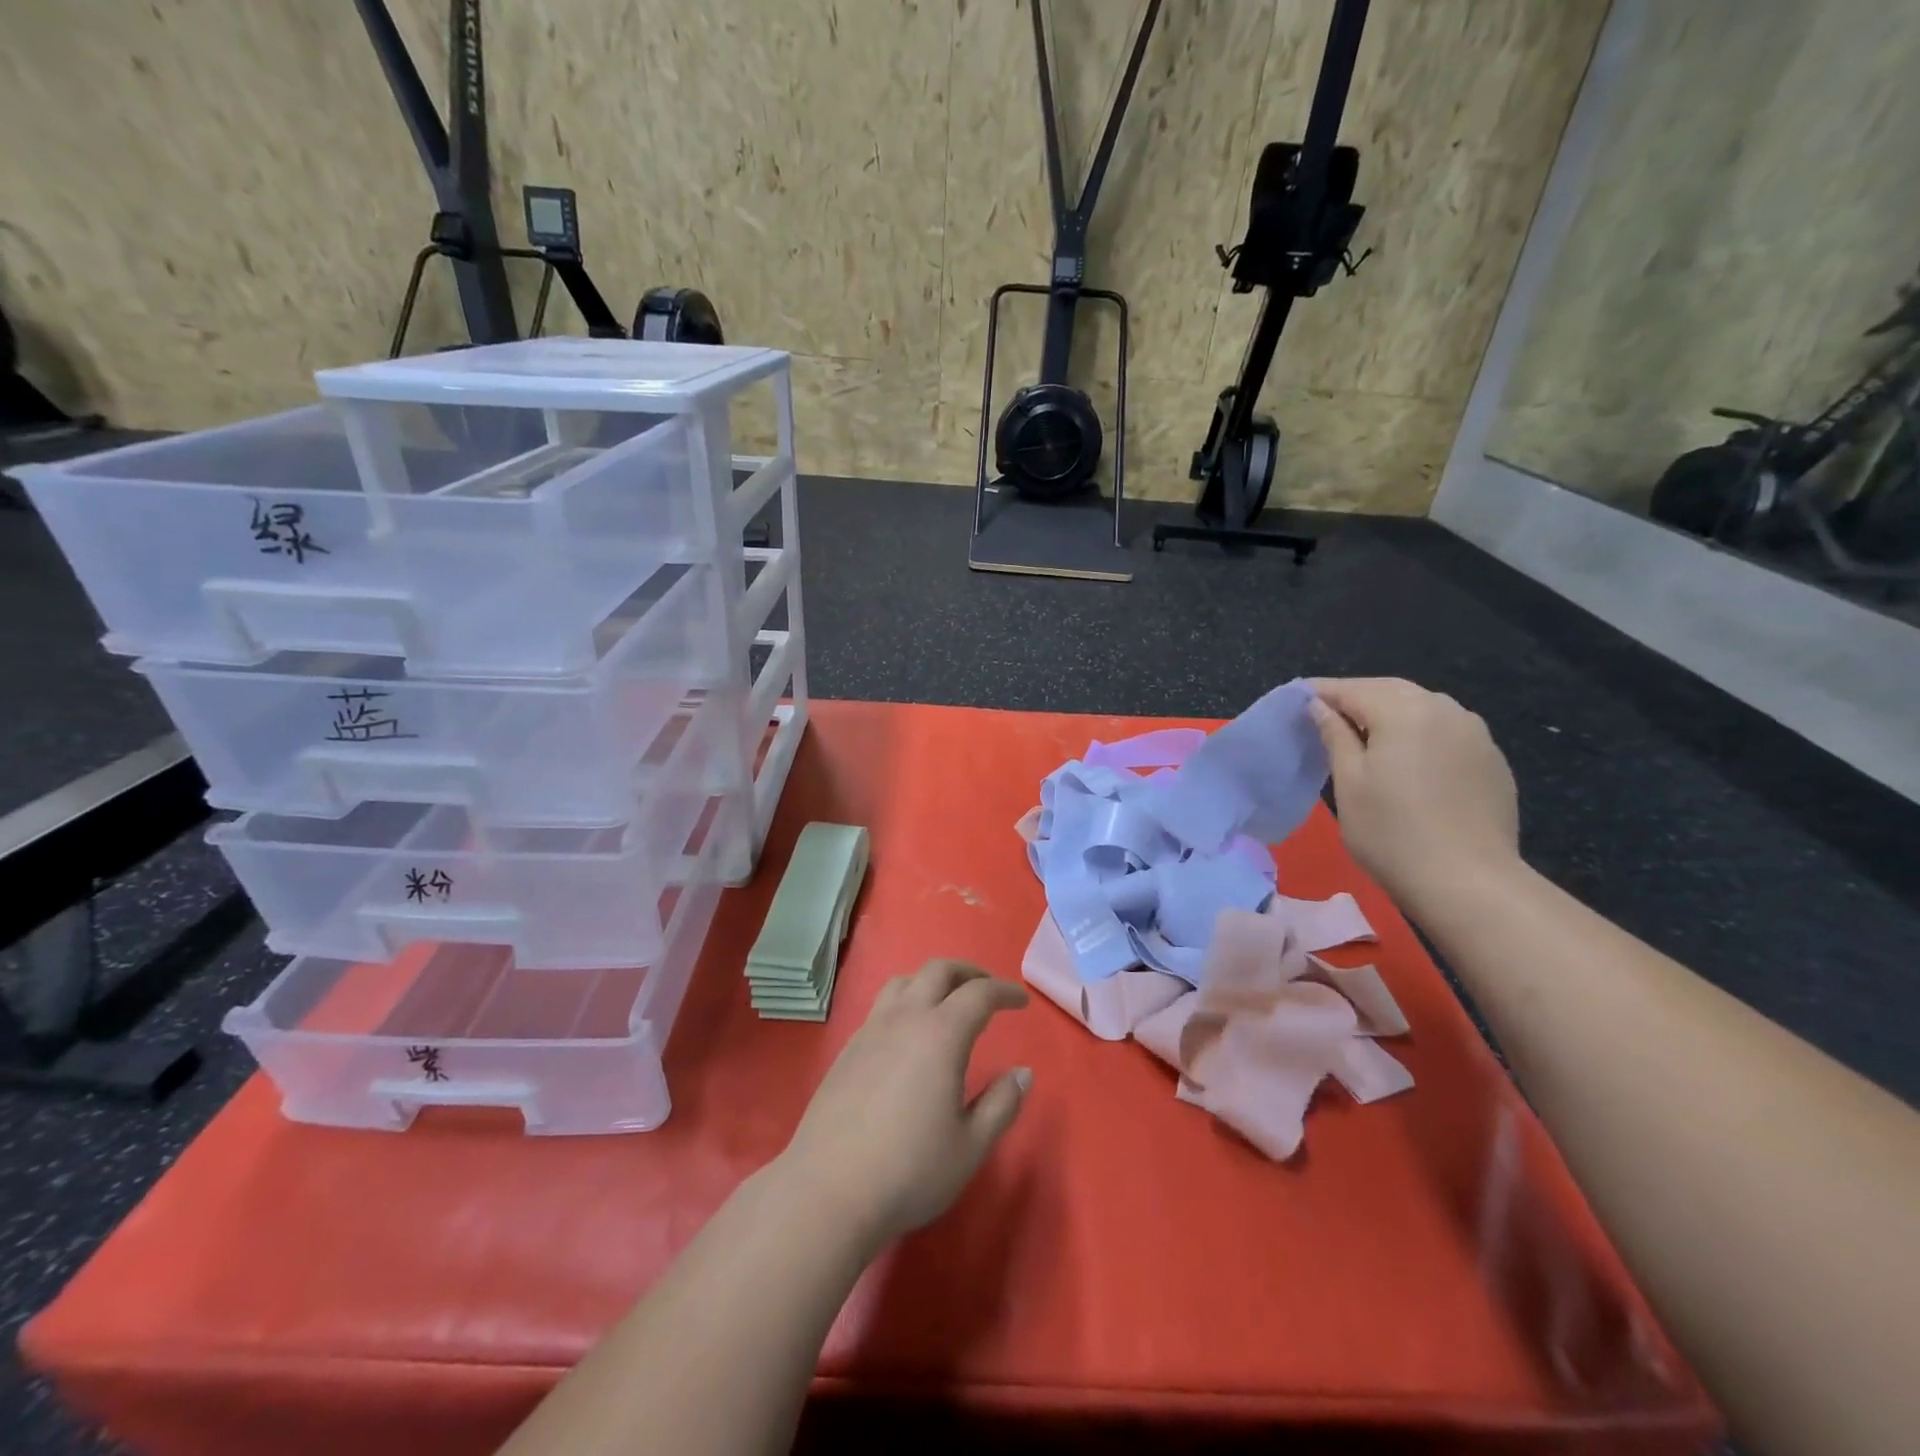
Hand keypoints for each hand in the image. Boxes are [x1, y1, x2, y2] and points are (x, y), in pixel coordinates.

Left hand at [777, 961, 1031, 1250]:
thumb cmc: (909, 1171)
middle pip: (938, 971)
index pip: (979, 994)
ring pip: (904, 981)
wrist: (828, 1192)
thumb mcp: (970, 1146)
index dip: (1004, 992)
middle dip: (968, 973)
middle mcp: (905, 1019)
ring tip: (947, 1003)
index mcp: (940, 1034)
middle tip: (988, 990)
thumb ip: (1002, 1105)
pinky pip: (881, 1006)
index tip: (1021, 1002)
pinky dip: (905, 1003)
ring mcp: (870, 1030)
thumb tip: (1022, 1073)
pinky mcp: (847, 1049)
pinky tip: (908, 1036)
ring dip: (932, 981)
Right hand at [1308, 678, 1521, 914]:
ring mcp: (1475, 734)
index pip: (1353, 689)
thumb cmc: (1391, 832)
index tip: (1296, 699)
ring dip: (1390, 712)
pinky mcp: (1491, 760)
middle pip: (1391, 690)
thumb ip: (1334, 735)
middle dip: (1357, 697)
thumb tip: (1319, 706)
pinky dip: (1420, 733)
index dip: (1321, 692)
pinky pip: (1447, 731)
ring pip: (1423, 707)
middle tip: (1326, 714)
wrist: (1468, 882)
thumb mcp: (1349, 782)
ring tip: (1364, 734)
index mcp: (1404, 712)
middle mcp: (1445, 710)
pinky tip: (1408, 758)